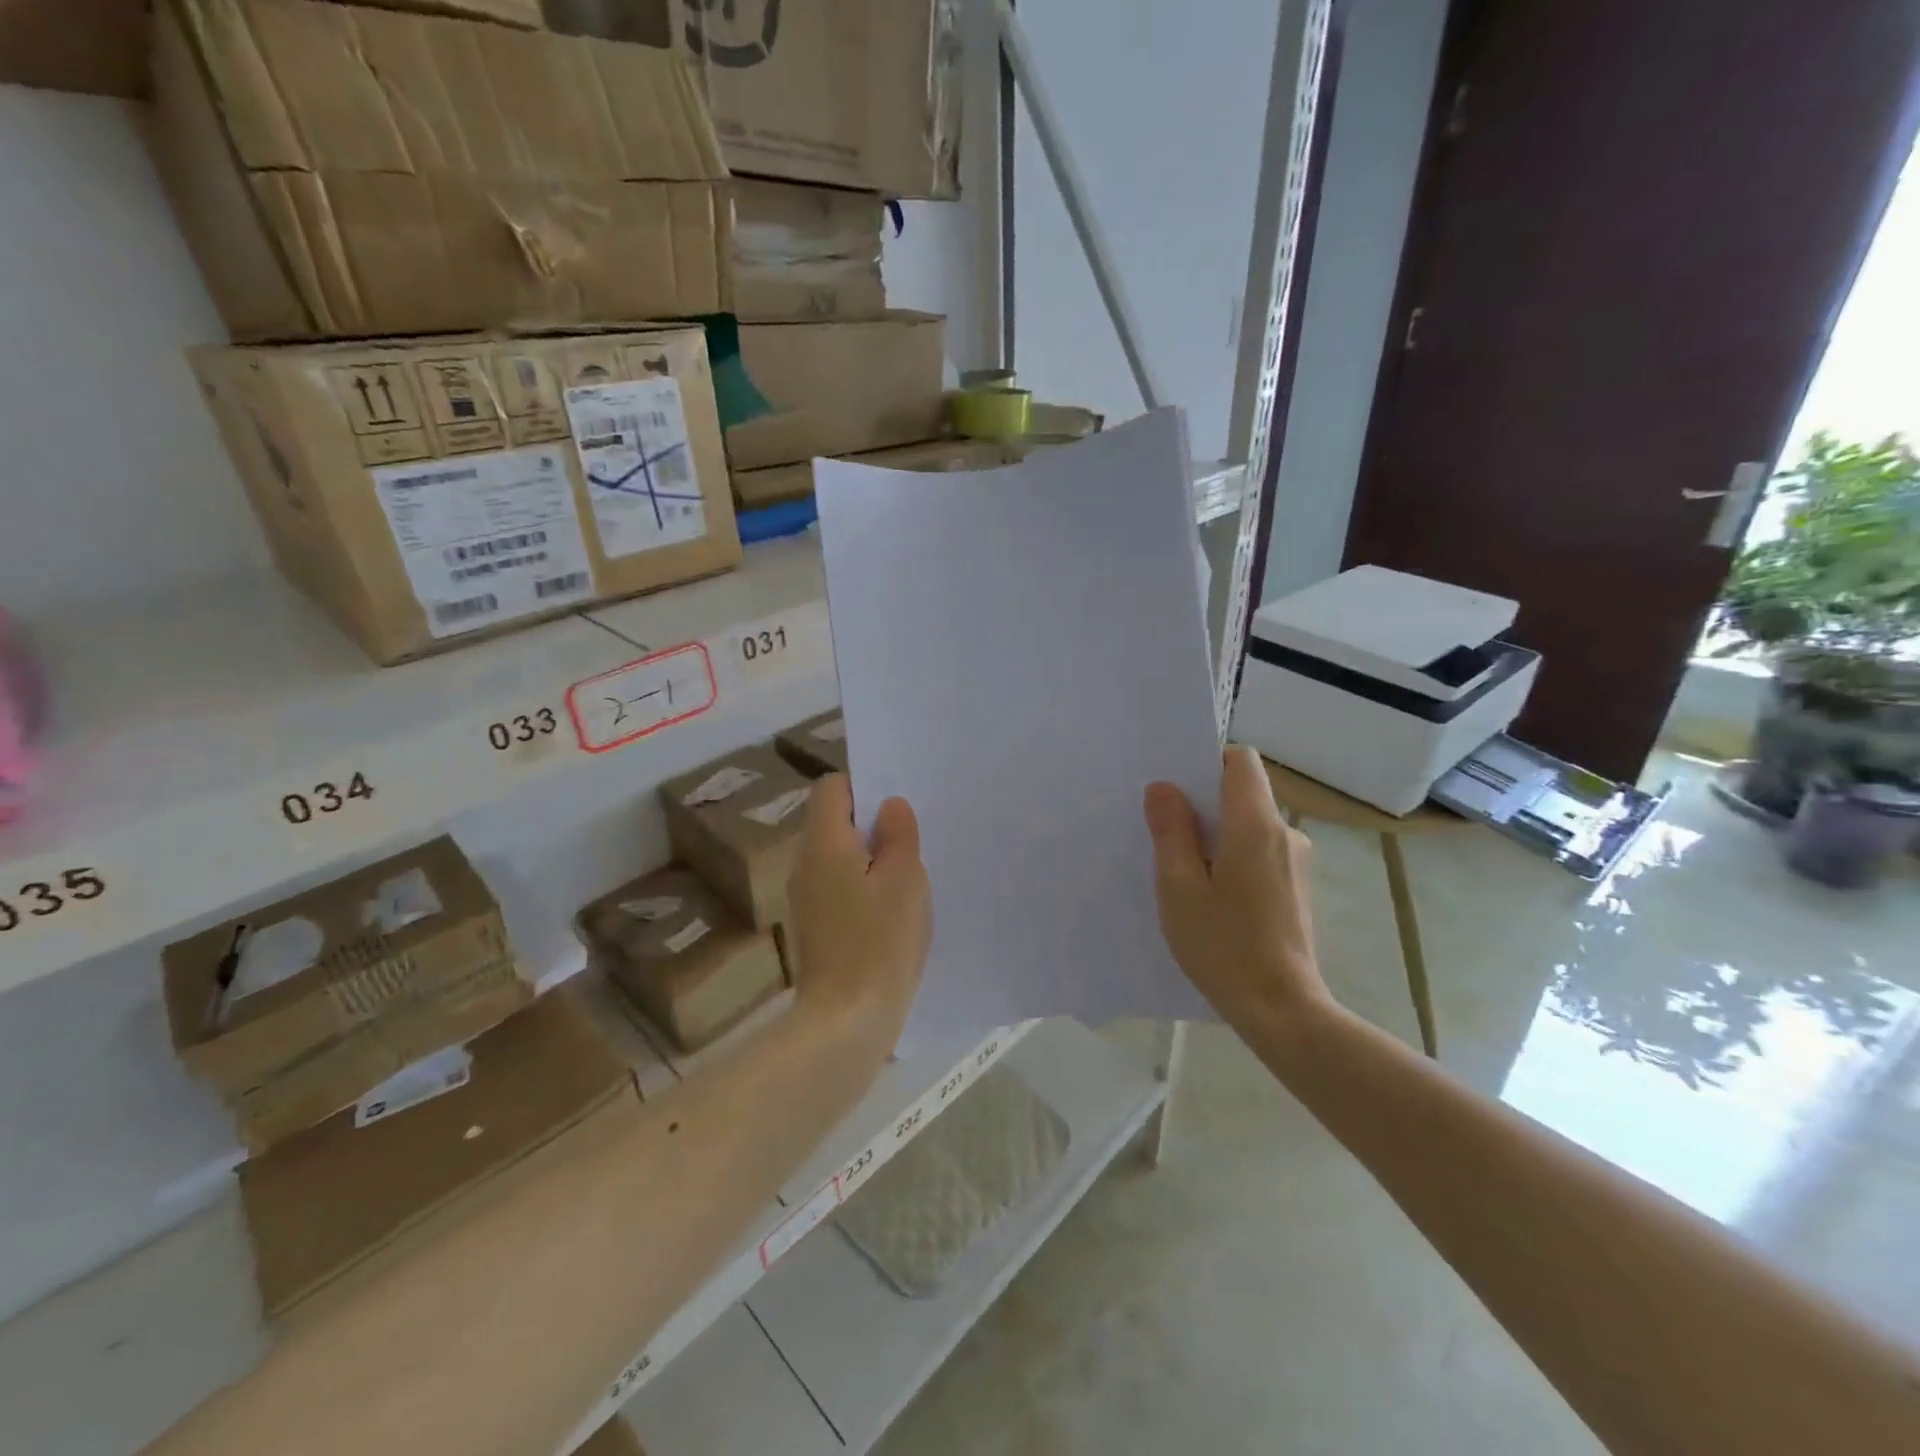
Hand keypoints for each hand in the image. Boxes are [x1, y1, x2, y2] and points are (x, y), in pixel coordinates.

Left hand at [786, 774, 931, 1044]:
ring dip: (870, 859)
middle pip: (833, 822)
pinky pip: (837, 887)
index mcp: (824, 842)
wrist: (846, 1021)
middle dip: (871, 825)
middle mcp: (804, 863)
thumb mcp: (904, 879)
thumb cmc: (880, 941)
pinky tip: (890, 912)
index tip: (896, 809)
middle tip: (911, 842)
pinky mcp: (813, 927)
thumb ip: (898, 834)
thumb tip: (889, 806)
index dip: (864, 787)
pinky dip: (862, 887)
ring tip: (907, 878)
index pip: (831, 787)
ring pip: (838, 857)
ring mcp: (804, 898)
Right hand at [1144, 746, 1330, 1031]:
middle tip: (1164, 832)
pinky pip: (1261, 852)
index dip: (1207, 762)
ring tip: (1184, 871)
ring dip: (1217, 836)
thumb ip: (1171, 831)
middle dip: (1204, 804)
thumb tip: (1164, 788)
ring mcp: (1297, 862)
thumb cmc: (1223, 946)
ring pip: (1250, 826)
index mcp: (1255, 825)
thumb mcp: (1179, 887)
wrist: (1282, 1010)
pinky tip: (1213, 897)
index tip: (1177, 788)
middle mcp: (1285, 834)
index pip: (1240, 760)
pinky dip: (1234, 859)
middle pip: (1244, 793)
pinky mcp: (1297, 888)